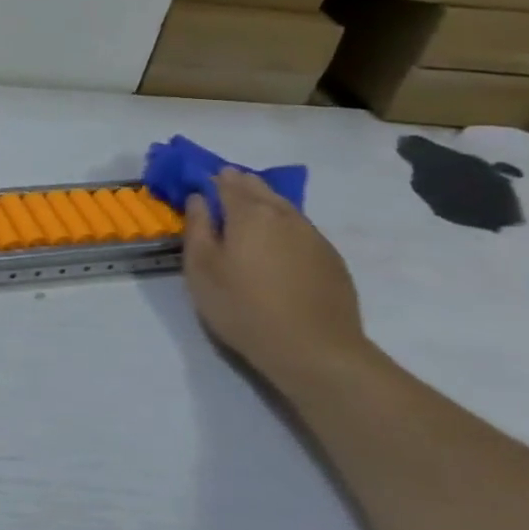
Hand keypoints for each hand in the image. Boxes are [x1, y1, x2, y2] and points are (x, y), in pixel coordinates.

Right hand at [182, 170, 368, 382]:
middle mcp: (284, 215)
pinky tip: (275, 244)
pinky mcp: (331, 258)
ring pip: (283, 206)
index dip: (211, 179)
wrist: (315, 350)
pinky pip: (300, 228)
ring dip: (263, 203)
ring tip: (246, 216)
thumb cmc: (243, 307)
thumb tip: (199, 198)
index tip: (198, 184)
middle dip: (238, 185)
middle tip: (220, 194)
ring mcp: (313, 236)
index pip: (227, 182)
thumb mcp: (201, 269)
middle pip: (259, 188)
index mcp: (249, 213)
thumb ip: (198, 228)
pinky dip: (283, 225)